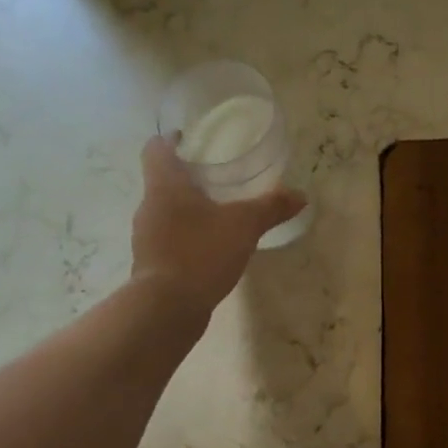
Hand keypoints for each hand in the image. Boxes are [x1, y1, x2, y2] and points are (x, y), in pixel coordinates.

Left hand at [131, 136, 304, 317]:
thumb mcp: (244, 226)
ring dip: (187, 209)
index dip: (170, 140)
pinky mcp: (151, 264)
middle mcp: (149, 207)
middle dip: (187, 177)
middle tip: (216, 178)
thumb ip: (271, 208)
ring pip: (165, 212)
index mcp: (165, 186)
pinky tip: (210, 249)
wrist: (167, 308)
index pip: (155, 149)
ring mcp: (146, 237)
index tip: (189, 139)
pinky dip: (186, 237)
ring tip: (217, 214)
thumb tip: (300, 195)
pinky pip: (169, 239)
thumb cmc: (201, 253)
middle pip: (162, 181)